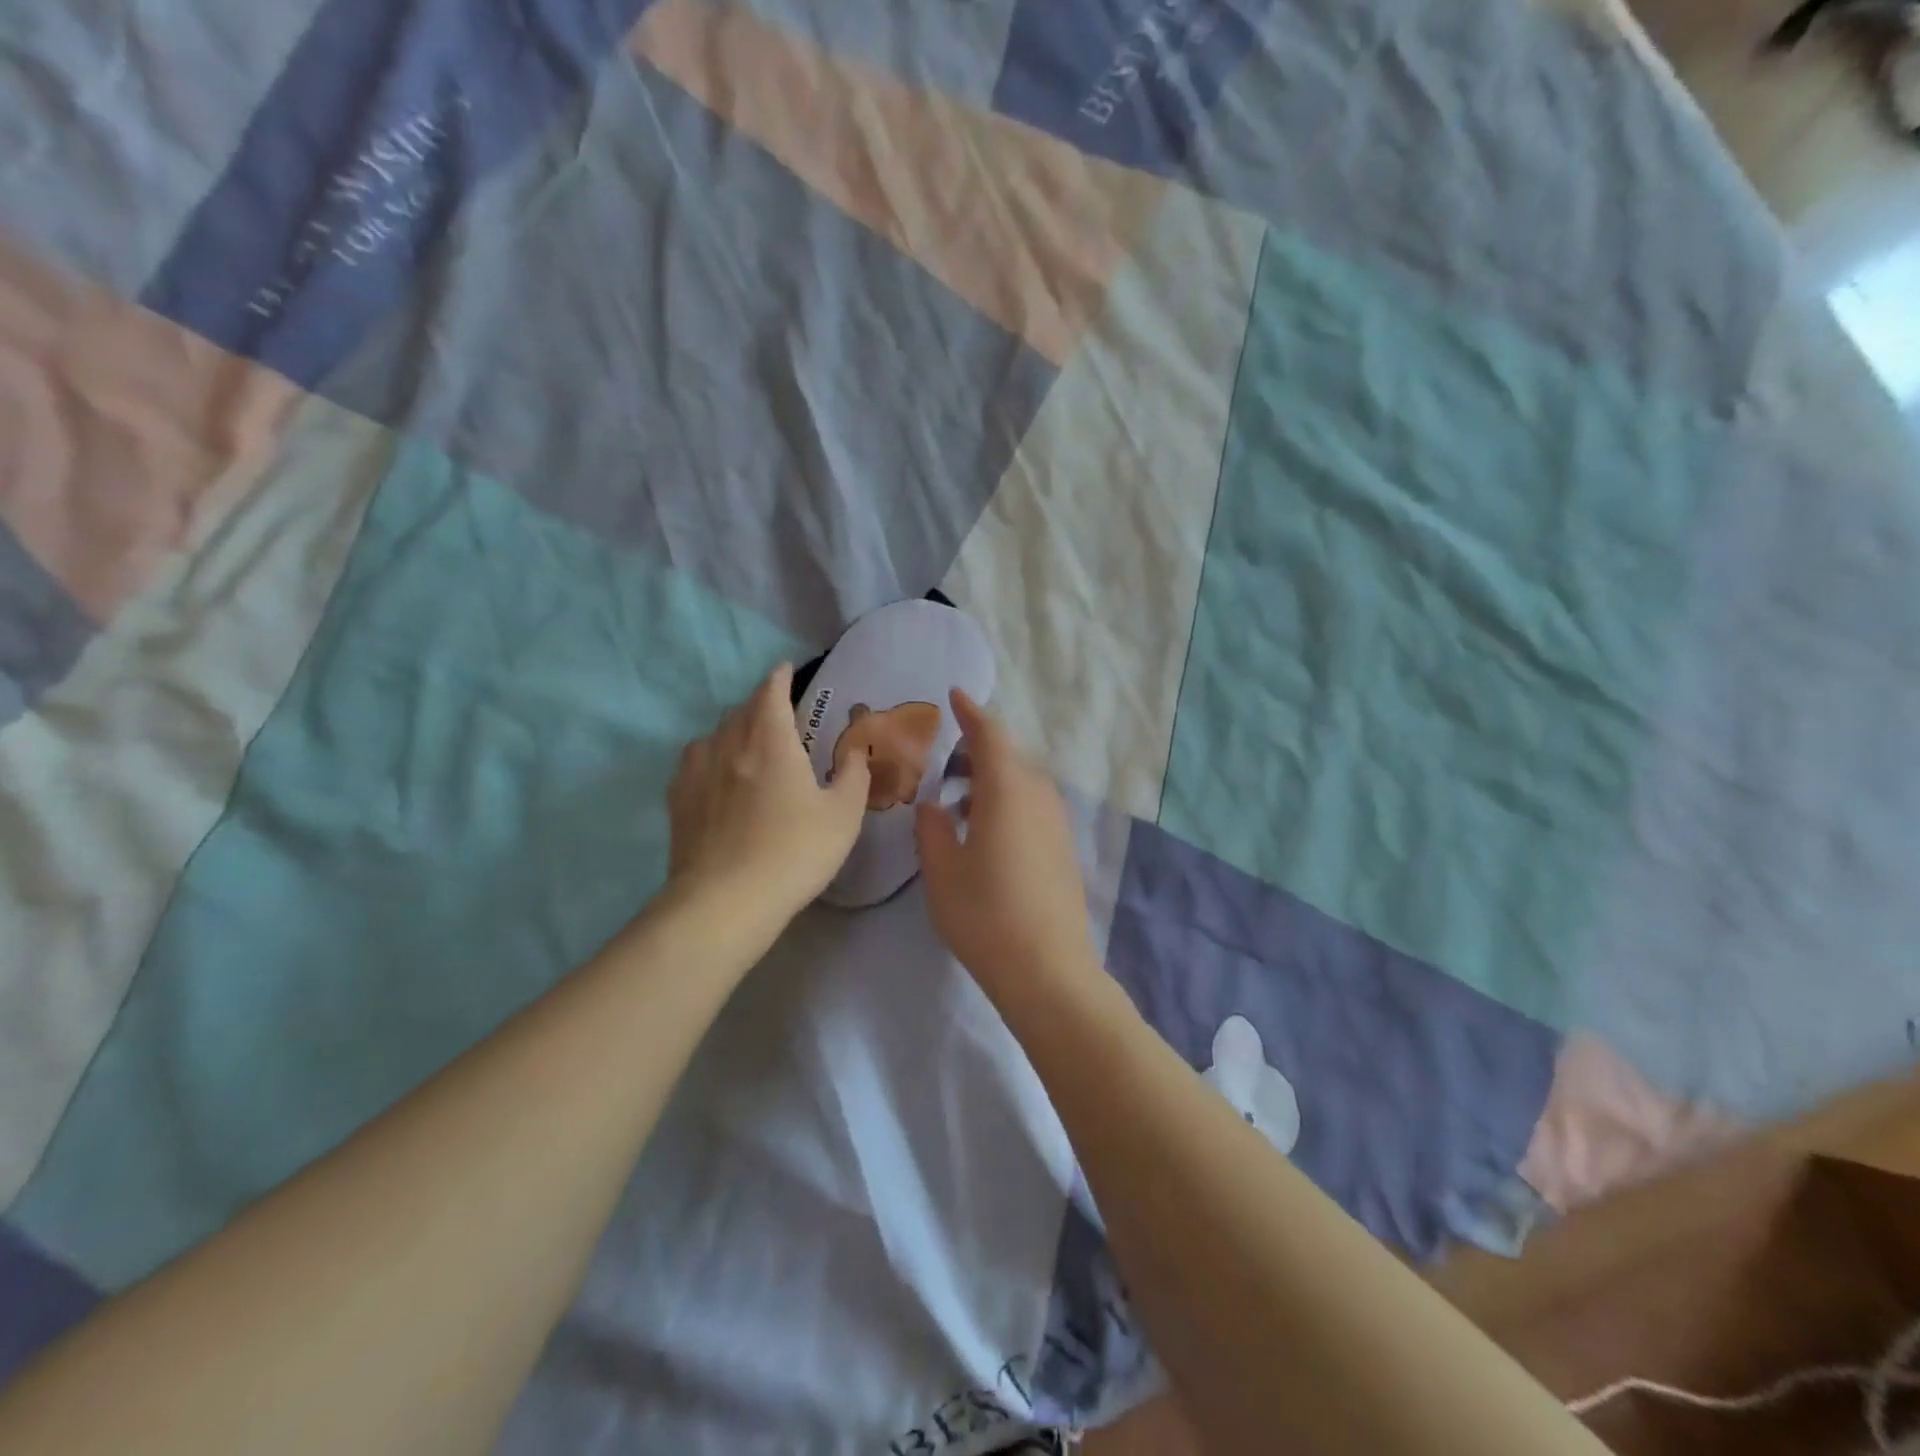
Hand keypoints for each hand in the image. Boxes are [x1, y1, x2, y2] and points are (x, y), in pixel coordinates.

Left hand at [666, 664, 870, 929]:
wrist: (726, 901)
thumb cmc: (795, 851)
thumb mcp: (843, 815)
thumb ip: (853, 775)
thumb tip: (854, 752)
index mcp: (770, 740)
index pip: (771, 692)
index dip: (779, 677)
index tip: (785, 670)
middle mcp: (729, 745)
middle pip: (741, 710)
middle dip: (759, 704)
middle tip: (777, 713)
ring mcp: (697, 772)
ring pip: (714, 734)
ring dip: (733, 730)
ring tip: (747, 743)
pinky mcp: (678, 801)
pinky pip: (694, 762)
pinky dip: (710, 757)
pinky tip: (716, 776)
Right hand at [914, 691, 1099, 994]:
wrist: (1048, 971)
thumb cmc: (985, 915)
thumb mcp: (941, 871)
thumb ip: (932, 828)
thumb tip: (934, 805)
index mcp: (1008, 790)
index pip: (990, 735)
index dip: (971, 712)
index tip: (954, 695)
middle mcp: (1039, 796)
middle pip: (1010, 756)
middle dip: (979, 750)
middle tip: (945, 761)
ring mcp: (1058, 822)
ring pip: (1023, 782)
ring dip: (993, 780)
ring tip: (960, 802)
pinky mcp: (1065, 847)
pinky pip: (1033, 806)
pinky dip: (1008, 802)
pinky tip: (986, 832)